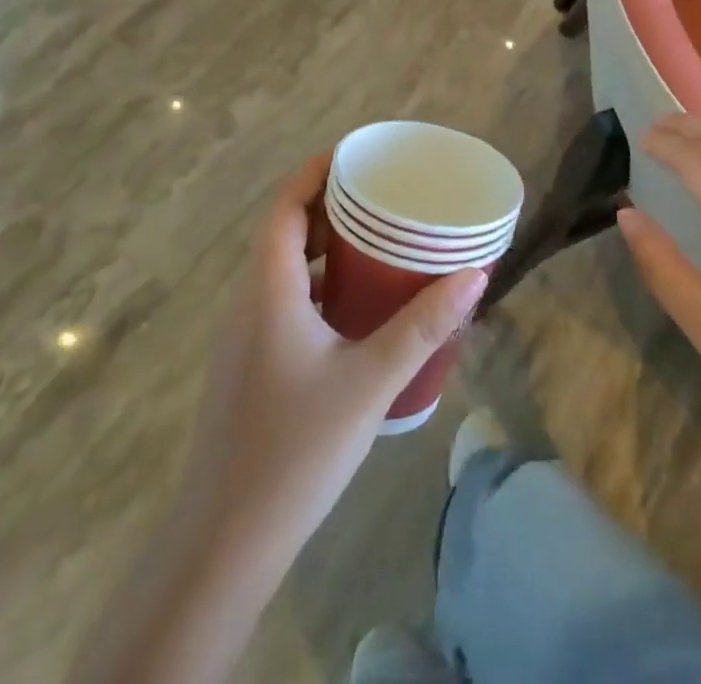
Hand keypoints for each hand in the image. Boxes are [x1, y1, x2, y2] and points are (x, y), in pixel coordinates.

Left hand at [174, 154, 486, 563]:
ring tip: (380, 240)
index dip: (316, 172)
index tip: (358, 156)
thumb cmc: (295, 449)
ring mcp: (245, 336)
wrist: (225, 543)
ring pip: (285, 268)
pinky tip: (358, 307)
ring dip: (326, 247)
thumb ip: (423, 326)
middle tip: (384, 195)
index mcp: (268, 289)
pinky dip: (320, 284)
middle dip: (331, 205)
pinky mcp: (250, 365)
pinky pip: (285, 300)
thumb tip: (475, 275)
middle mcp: (249, 301)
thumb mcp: (370, 381)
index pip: (285, 205)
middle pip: (285, 230)